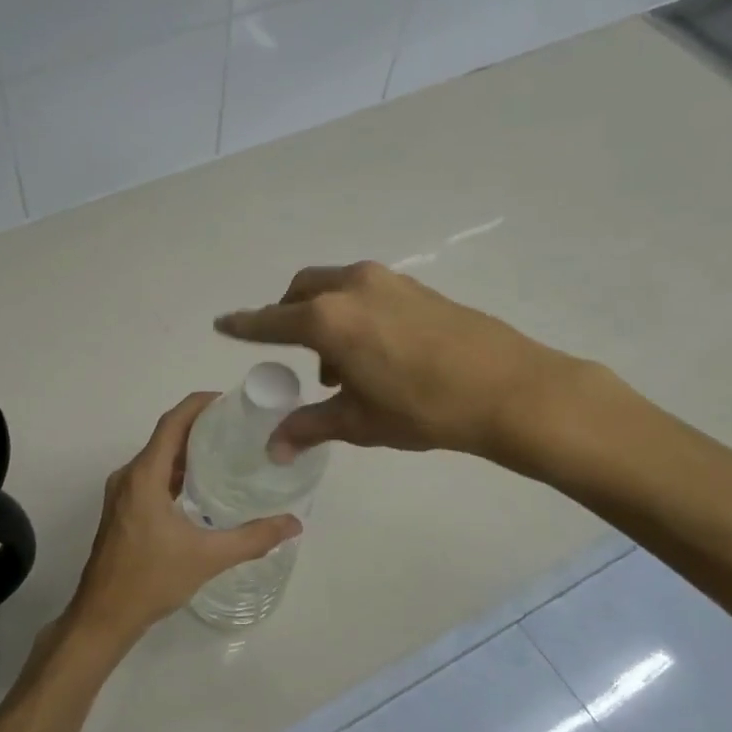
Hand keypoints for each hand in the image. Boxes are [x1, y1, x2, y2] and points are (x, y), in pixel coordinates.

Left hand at [57, 393, 301, 660]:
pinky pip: (151, 478)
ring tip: (226, 452)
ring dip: (187, 451)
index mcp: (144, 477)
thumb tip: (294, 523)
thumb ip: (253, 538)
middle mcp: (129, 477)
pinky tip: (202, 488)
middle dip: (199, 426)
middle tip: (239, 427)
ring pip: (157, 459)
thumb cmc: (151, 580)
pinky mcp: (122, 511)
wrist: (103, 616)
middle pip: (165, 438)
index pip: (172, 424)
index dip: (198, 405)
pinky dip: (176, 473)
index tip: (229, 400)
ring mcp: (121, 495)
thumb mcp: (208, 558)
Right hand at [215, 261, 608, 476]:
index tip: (222, 323)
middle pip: (301, 292)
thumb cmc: (422, 409)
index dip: (244, 325)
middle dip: (287, 316)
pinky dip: (353, 313)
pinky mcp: (416, 287)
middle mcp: (351, 288)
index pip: (270, 321)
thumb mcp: (359, 422)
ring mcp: (387, 282)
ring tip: (339, 366)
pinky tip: (374, 352)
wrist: (509, 389)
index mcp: (327, 319)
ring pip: (335, 288)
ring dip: (324, 316)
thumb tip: (274, 449)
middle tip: (294, 355)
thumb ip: (310, 427)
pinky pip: (366, 292)